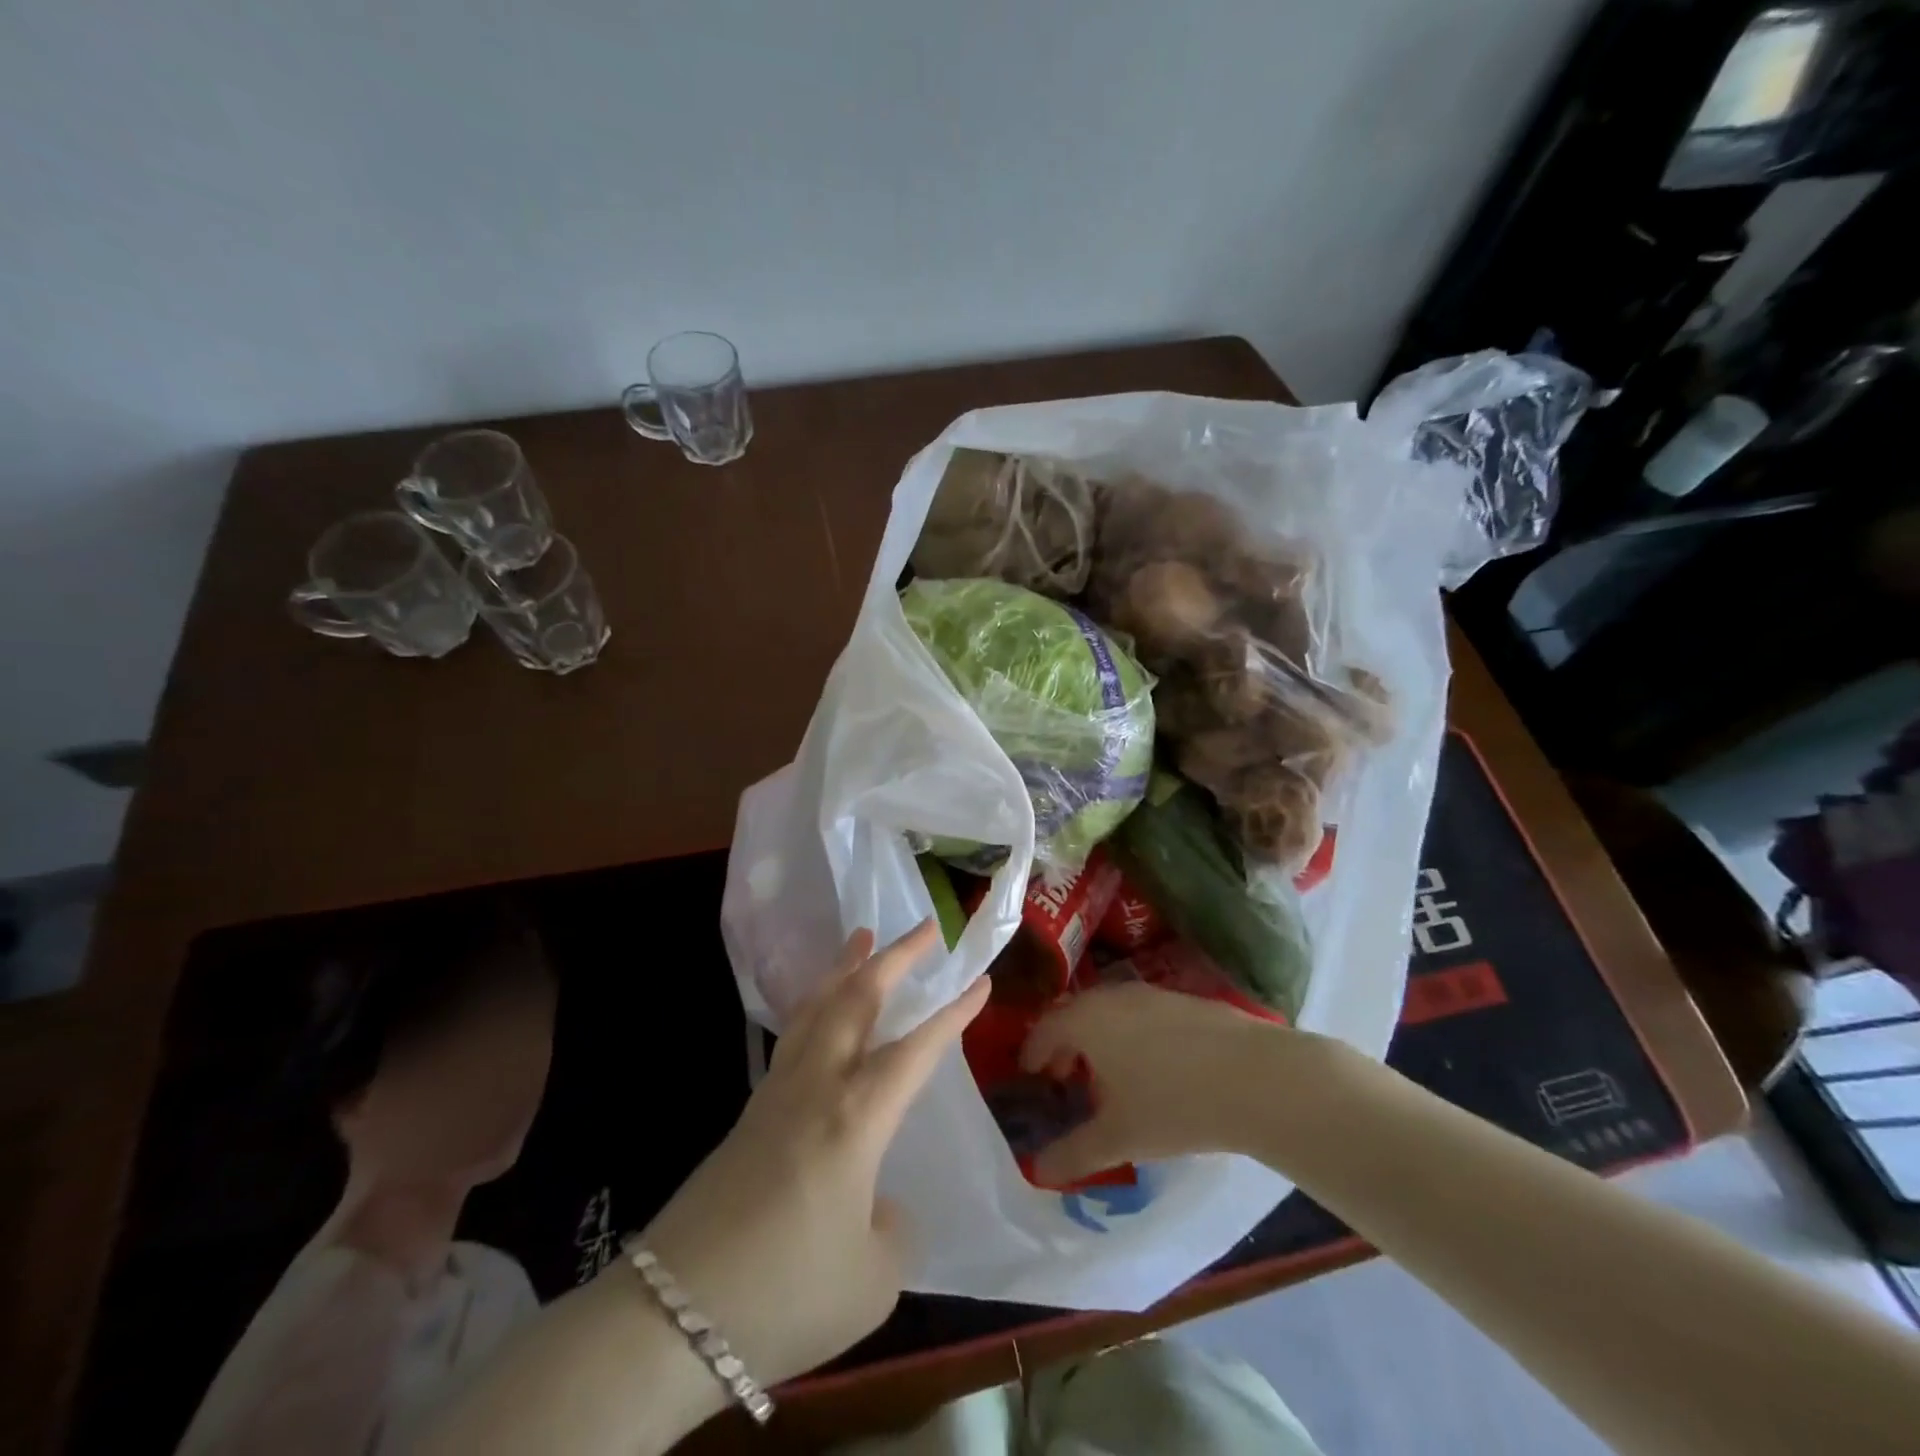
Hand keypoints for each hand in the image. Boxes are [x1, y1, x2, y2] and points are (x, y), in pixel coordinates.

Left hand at [637, 921, 988, 1388]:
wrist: (672, 1315)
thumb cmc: (784, 1294)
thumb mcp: (871, 1280)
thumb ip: (891, 1230)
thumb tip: (877, 1201)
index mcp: (856, 1118)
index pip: (916, 1050)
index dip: (953, 1014)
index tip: (981, 981)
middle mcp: (818, 1087)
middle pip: (857, 1000)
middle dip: (895, 957)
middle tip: (926, 927)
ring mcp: (777, 1094)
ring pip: (817, 1007)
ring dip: (845, 967)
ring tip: (862, 936)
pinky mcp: (750, 1112)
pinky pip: (793, 1036)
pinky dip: (815, 1004)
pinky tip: (819, 1011)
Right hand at [1019, 981, 1296, 1183]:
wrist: (1255, 1077)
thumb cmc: (1172, 1105)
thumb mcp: (1118, 1138)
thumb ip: (1073, 1154)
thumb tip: (1037, 1171)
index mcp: (1086, 1021)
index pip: (1045, 1028)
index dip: (1033, 1052)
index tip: (1030, 1074)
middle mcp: (1112, 997)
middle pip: (1075, 1014)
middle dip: (1064, 1043)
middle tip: (1063, 1075)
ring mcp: (1151, 994)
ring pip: (1110, 1011)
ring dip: (1099, 1038)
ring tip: (1107, 1075)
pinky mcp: (1184, 1000)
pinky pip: (1140, 1013)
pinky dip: (1131, 1033)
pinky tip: (1152, 1066)